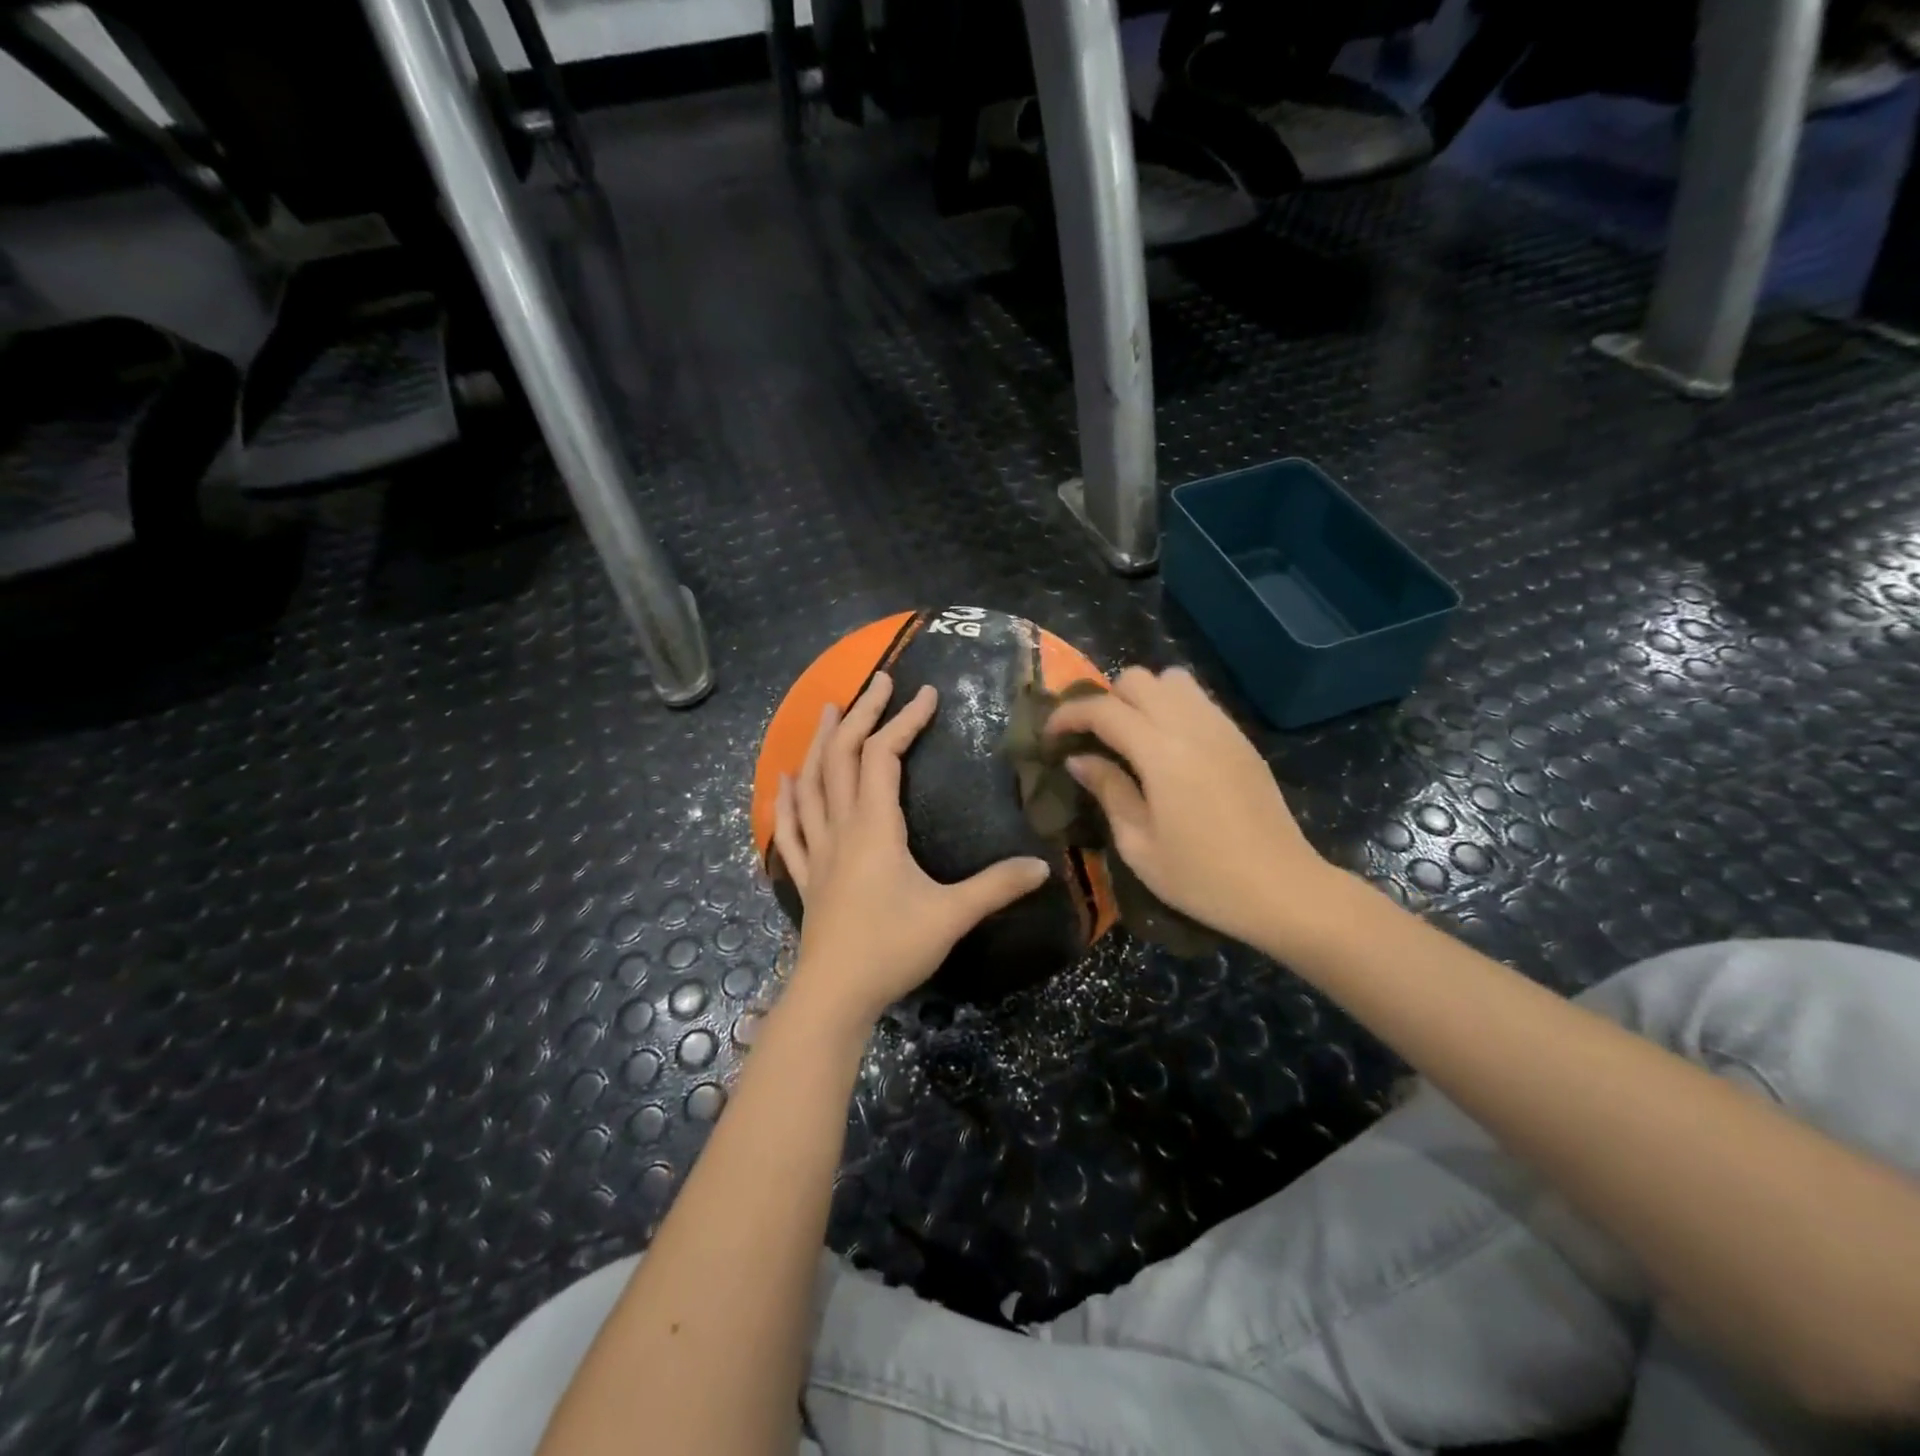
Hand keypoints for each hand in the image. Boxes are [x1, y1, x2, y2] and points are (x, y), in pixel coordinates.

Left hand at [773, 672, 1050, 1027]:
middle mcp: (841, 827)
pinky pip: (791, 827)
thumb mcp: (952, 915)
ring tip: (832, 711)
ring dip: (820, 742)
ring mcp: (818, 850)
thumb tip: (1044, 867)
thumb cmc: (891, 948)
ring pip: (811, 783)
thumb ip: (996, 886)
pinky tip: (785, 779)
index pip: (883, 756)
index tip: (927, 694)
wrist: (834, 995)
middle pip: (842, 756)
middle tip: (877, 681)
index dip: (904, 721)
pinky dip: (788, 797)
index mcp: (874, 827)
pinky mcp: (806, 875)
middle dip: (861, 714)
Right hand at [1045, 666, 1331, 949]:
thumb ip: (1108, 791)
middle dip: (1106, 701)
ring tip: (1132, 737)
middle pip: (1138, 679)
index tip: (1051, 736)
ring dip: (1143, 698)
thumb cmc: (1202, 878)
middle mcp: (1192, 726)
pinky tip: (1167, 748)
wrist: (1283, 889)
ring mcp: (1222, 728)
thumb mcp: (1139, 845)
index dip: (1068, 715)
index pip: (1103, 709)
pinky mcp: (1241, 739)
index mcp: (1161, 752)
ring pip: (1172, 680)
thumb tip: (1079, 759)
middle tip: (1093, 739)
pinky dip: (1172, 708)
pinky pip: (1198, 700)